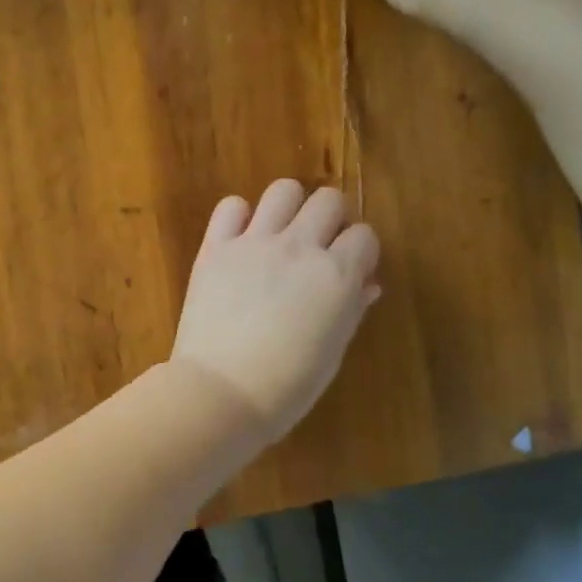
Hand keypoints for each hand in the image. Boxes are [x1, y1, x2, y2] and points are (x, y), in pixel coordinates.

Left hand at [171, 180, 380, 442]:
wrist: (221, 392)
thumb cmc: (287, 386)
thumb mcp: (332, 350)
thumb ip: (351, 308)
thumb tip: (366, 284)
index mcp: (337, 274)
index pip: (364, 236)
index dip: (360, 252)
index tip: (351, 269)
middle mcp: (300, 247)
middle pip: (328, 200)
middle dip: (331, 219)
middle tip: (319, 247)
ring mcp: (254, 242)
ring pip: (284, 190)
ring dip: (290, 206)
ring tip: (282, 233)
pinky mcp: (216, 247)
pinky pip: (231, 206)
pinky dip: (239, 216)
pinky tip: (241, 239)